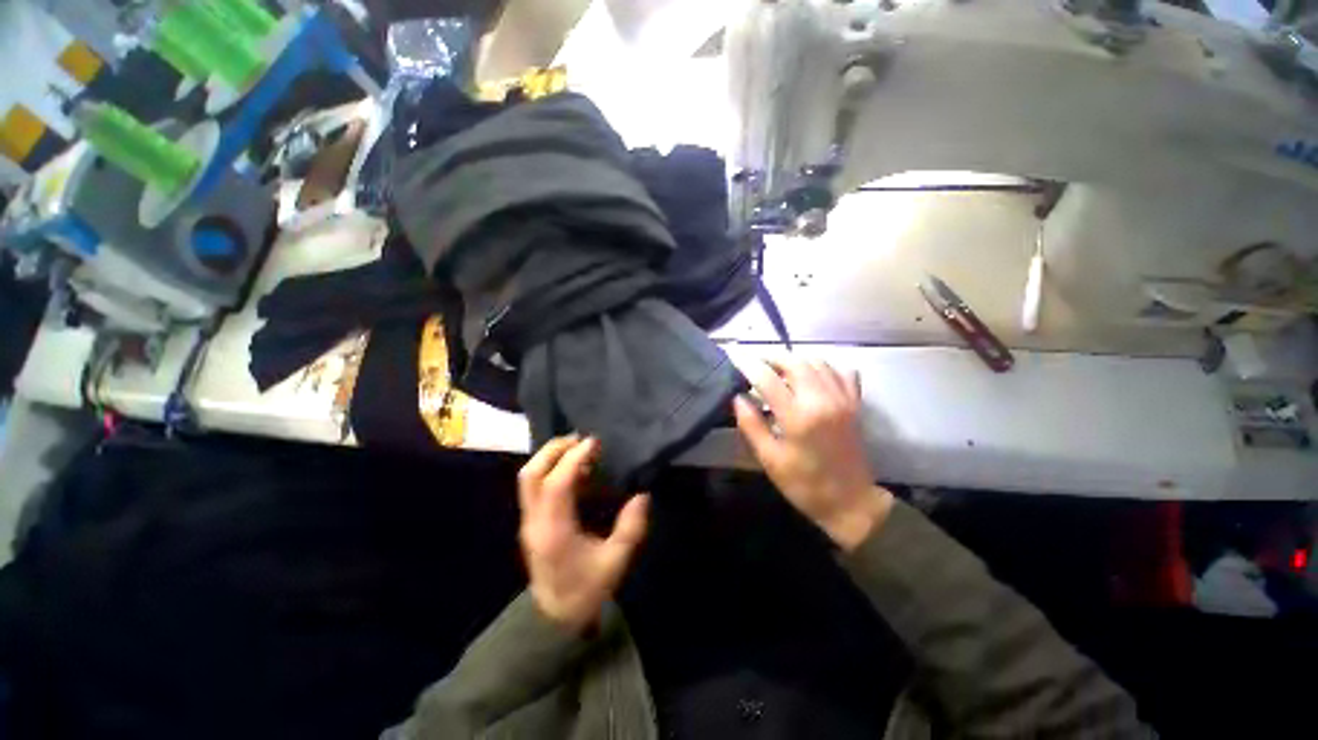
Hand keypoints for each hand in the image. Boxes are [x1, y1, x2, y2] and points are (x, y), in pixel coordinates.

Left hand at [517, 436, 650, 632]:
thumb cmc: (586, 591)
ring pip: (528, 478)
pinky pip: (535, 486)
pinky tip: (572, 467)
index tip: (594, 443)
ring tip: (577, 447)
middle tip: (581, 439)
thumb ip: (630, 529)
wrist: (554, 620)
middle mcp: (535, 521)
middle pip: (531, 474)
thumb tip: (642, 496)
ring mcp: (529, 521)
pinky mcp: (531, 521)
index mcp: (554, 531)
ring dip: (550, 456)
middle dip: (554, 450)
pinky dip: (550, 468)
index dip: (573, 459)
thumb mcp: (614, 563)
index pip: (557, 484)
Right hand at [734, 358, 892, 551]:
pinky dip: (824, 367)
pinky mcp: (855, 404)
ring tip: (780, 370)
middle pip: (795, 362)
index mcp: (798, 417)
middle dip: (772, 357)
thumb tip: (737, 397)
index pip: (768, 379)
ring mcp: (842, 400)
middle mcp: (822, 400)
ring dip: (796, 360)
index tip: (737, 362)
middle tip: (757, 364)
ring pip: (817, 362)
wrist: (851, 502)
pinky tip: (812, 376)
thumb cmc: (804, 484)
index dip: (750, 367)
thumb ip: (751, 425)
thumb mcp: (770, 459)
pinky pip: (842, 372)